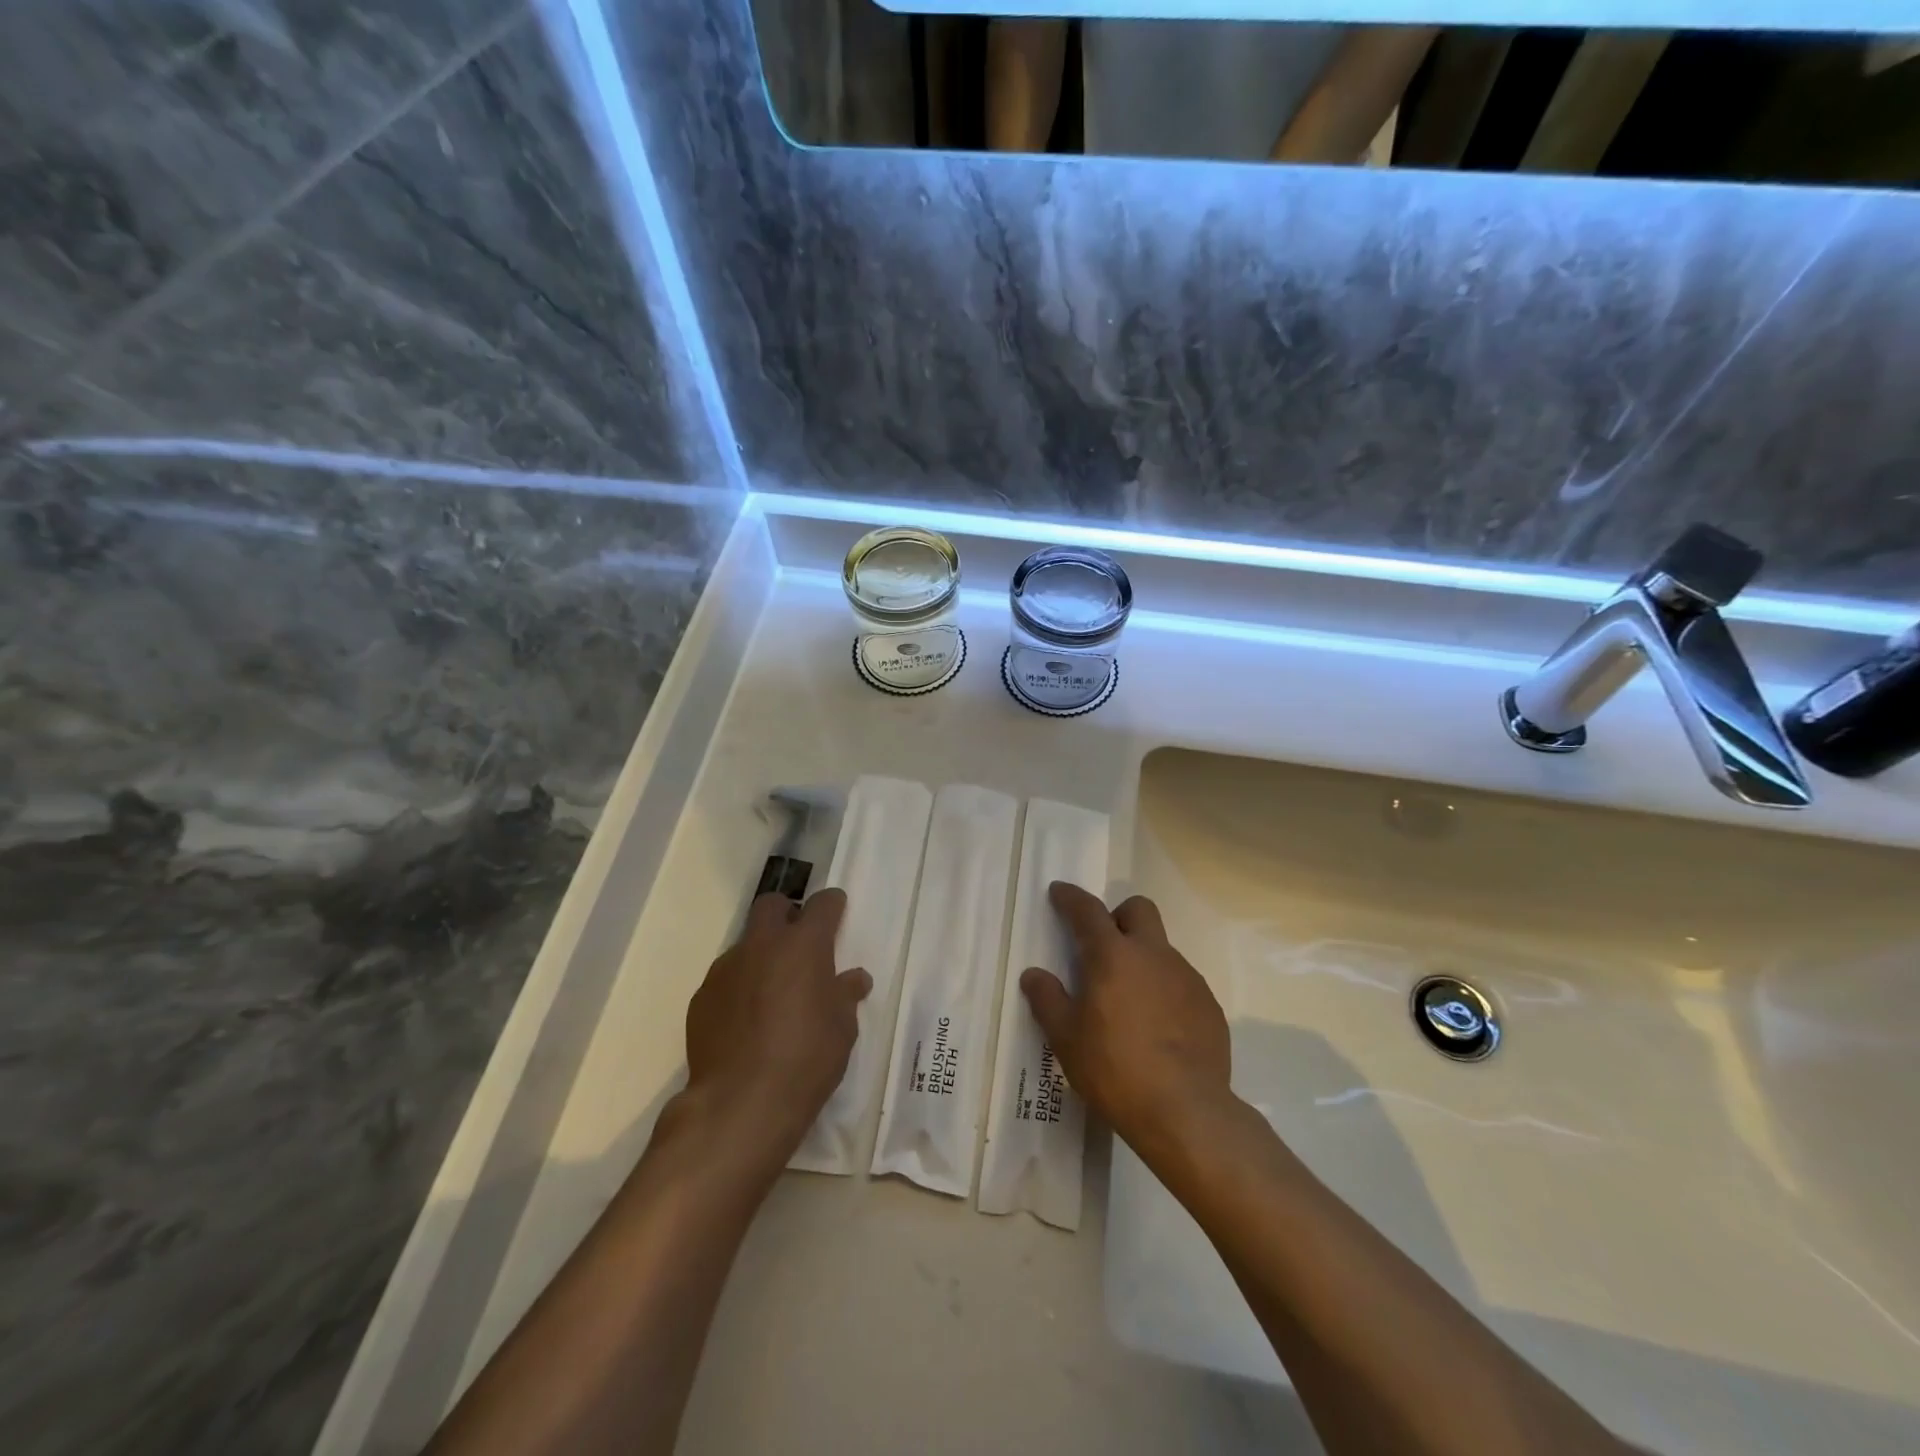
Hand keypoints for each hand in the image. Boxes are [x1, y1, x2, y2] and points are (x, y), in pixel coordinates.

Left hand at [679, 889, 870, 1161]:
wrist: (741, 1102)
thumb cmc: (807, 1058)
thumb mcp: (843, 1028)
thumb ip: (846, 995)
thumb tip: (853, 979)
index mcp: (805, 945)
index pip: (823, 904)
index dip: (832, 905)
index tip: (837, 913)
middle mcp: (763, 944)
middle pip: (772, 905)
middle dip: (787, 914)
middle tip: (799, 944)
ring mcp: (727, 968)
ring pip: (746, 943)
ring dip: (761, 956)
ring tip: (772, 994)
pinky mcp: (702, 996)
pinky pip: (726, 979)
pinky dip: (739, 988)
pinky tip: (746, 1022)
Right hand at [1020, 882, 1232, 1164]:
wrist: (1186, 1112)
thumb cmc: (1114, 1069)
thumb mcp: (1066, 1039)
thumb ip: (1047, 1000)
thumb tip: (1033, 975)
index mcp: (1113, 956)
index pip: (1088, 911)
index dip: (1071, 898)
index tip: (1059, 892)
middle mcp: (1153, 955)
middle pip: (1138, 910)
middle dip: (1118, 916)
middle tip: (1102, 947)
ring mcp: (1186, 977)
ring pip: (1161, 948)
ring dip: (1142, 958)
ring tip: (1129, 1002)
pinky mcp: (1209, 1005)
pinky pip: (1181, 982)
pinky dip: (1164, 990)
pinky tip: (1157, 1028)